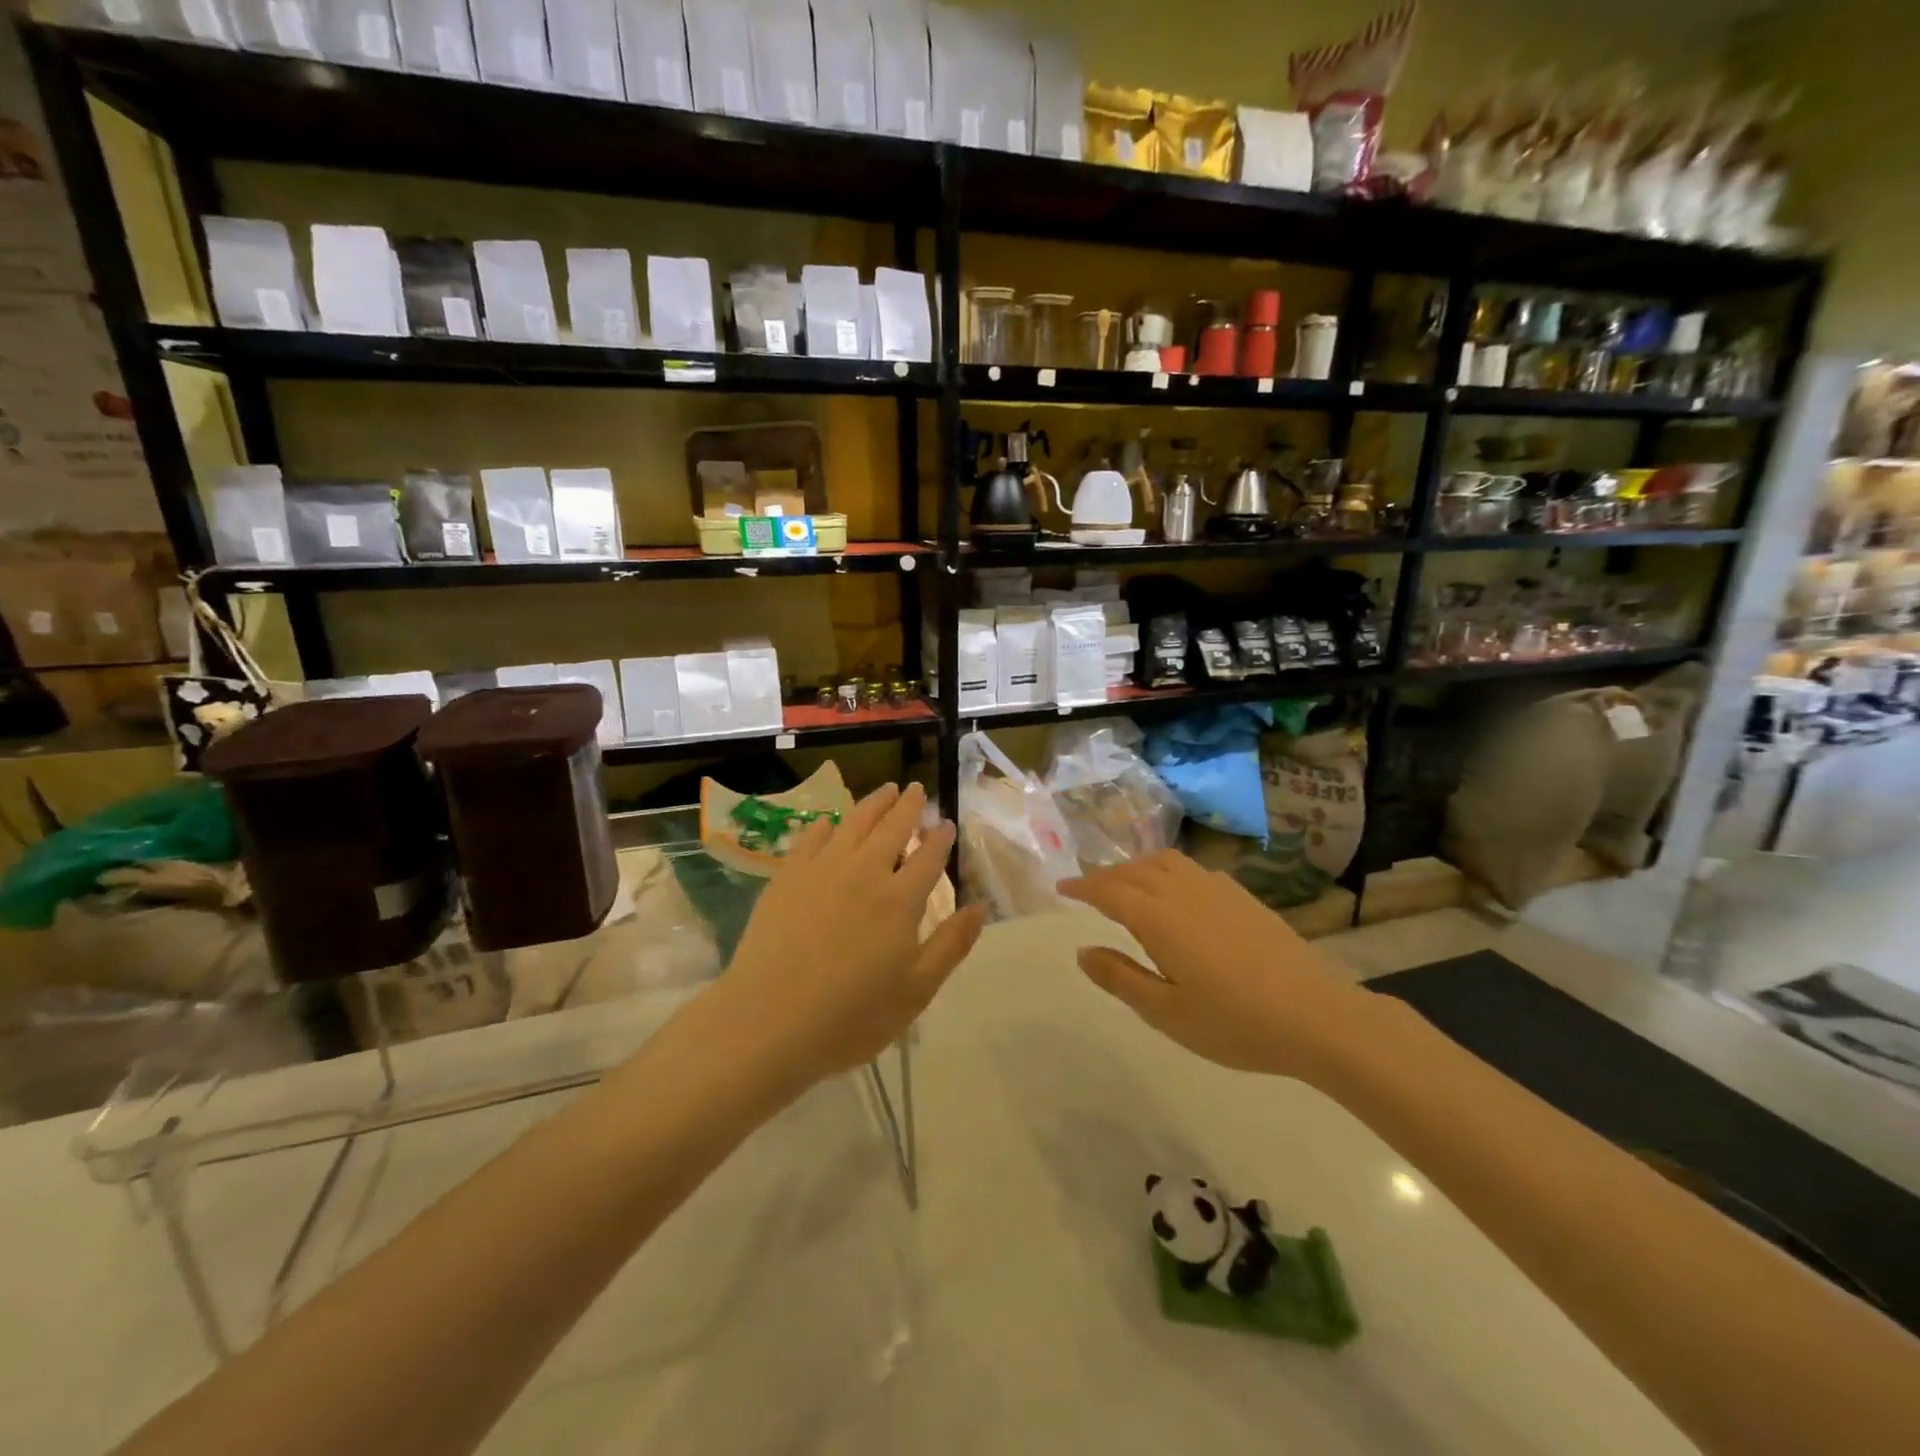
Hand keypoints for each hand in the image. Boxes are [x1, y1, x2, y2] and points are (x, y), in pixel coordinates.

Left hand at [721, 782, 982, 1089]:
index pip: (928, 857)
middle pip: (892, 828)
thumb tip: (979, 907)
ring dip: (873, 803)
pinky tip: (829, 823)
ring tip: (885, 790)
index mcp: (900, 900)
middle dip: (908, 806)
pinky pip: (810, 838)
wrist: (769, 1022)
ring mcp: (822, 870)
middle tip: (916, 788)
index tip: (946, 824)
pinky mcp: (787, 877)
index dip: (940, 838)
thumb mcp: (916, 991)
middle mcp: (864, 872)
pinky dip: (825, 825)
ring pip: (853, 823)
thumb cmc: (851, 1016)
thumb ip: (951, 945)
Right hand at [1060, 850, 1377, 1080]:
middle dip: (1106, 876)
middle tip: (1088, 890)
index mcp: (1158, 918)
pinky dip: (1167, 870)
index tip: (1061, 888)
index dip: (1082, 886)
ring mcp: (1217, 889)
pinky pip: (1192, 869)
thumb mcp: (1166, 1013)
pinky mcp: (1243, 896)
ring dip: (1137, 867)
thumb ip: (1120, 978)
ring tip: (1127, 885)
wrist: (1318, 1016)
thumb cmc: (1235, 1023)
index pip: (1108, 890)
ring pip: (1165, 862)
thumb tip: (1081, 951)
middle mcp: (1183, 892)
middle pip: (1134, 870)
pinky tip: (1176, 894)